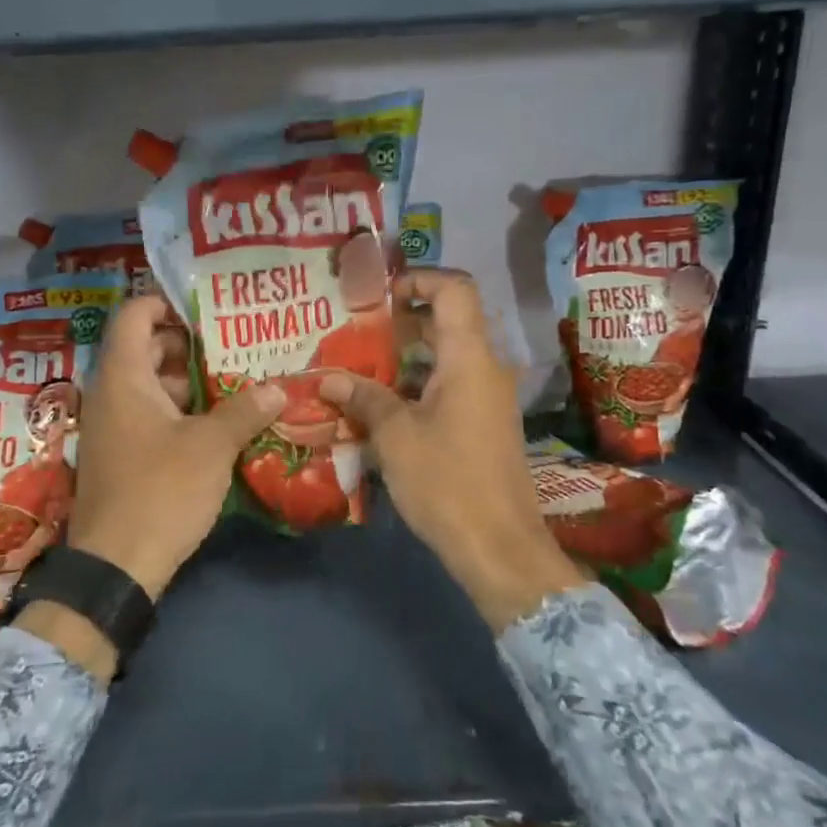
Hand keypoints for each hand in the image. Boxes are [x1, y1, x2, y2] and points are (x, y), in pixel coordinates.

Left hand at [62, 296, 283, 601]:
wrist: (115, 567)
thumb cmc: (160, 490)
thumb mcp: (212, 447)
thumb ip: (245, 410)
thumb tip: (278, 387)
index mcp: (123, 377)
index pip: (134, 315)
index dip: (167, 303)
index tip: (208, 309)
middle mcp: (110, 393)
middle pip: (146, 349)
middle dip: (190, 345)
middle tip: (235, 345)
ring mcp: (112, 426)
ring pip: (151, 385)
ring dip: (189, 381)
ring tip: (236, 381)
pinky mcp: (120, 455)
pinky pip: (149, 414)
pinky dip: (179, 410)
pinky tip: (217, 423)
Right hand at [319, 269, 583, 629]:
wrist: (500, 548)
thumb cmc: (447, 482)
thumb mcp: (395, 436)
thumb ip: (363, 397)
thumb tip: (326, 377)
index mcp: (470, 358)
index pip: (454, 289)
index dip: (418, 278)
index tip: (378, 295)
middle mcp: (485, 368)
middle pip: (447, 320)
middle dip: (400, 320)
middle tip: (354, 329)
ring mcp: (487, 397)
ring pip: (444, 356)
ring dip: (403, 357)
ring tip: (357, 367)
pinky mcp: (483, 423)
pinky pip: (448, 385)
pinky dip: (416, 384)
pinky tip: (379, 406)